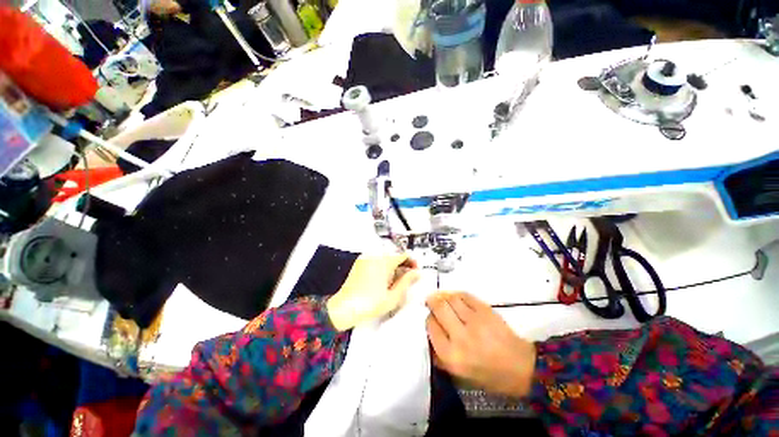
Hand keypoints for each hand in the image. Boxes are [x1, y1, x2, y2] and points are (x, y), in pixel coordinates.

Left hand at [326, 254, 419, 330]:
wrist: (344, 308)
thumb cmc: (369, 304)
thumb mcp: (393, 296)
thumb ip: (407, 282)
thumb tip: (417, 273)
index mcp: (384, 261)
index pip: (404, 255)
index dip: (413, 262)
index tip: (415, 272)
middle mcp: (375, 255)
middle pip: (395, 255)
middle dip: (404, 265)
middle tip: (407, 279)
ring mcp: (366, 258)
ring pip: (386, 258)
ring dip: (394, 266)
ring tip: (396, 282)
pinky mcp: (360, 263)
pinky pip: (377, 260)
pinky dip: (383, 267)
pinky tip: (384, 280)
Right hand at [426, 292, 535, 397]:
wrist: (522, 368)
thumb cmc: (489, 375)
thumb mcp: (460, 374)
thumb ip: (440, 357)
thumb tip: (429, 335)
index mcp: (451, 356)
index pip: (431, 326)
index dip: (429, 319)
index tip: (432, 317)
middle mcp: (460, 336)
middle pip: (439, 308)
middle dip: (433, 302)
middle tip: (432, 301)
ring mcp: (474, 321)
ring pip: (451, 299)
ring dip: (445, 297)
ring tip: (445, 300)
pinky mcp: (486, 311)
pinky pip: (465, 296)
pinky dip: (458, 295)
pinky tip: (458, 300)